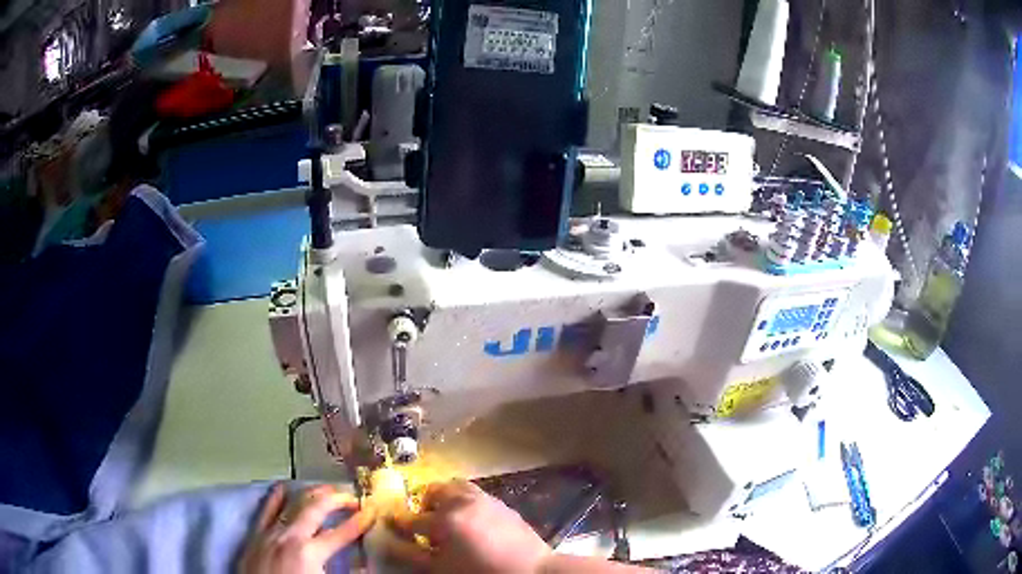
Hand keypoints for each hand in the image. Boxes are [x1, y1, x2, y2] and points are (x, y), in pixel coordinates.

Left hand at [238, 483, 376, 573]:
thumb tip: (363, 565)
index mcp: (310, 553)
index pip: (341, 533)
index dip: (360, 521)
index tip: (372, 512)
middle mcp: (290, 536)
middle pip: (316, 509)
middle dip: (336, 499)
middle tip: (352, 496)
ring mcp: (270, 532)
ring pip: (291, 503)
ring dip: (311, 493)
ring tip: (326, 488)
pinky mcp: (256, 535)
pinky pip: (266, 510)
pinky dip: (276, 497)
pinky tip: (283, 488)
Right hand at [389, 479, 552, 573]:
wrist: (533, 573)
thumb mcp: (442, 569)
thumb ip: (414, 555)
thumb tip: (393, 544)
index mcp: (446, 520)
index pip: (411, 519)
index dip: (398, 523)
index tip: (391, 525)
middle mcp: (464, 502)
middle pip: (434, 490)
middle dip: (423, 504)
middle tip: (423, 523)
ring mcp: (486, 500)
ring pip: (456, 487)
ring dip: (445, 498)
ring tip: (447, 519)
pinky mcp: (503, 505)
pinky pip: (476, 494)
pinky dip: (465, 501)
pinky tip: (470, 522)